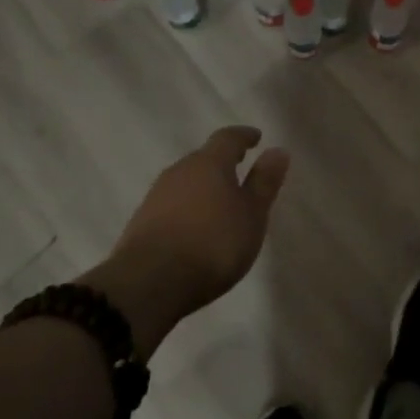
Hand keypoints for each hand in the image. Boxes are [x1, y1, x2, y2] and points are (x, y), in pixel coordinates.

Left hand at [88, 127, 289, 357]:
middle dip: (222, 163)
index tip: (256, 138)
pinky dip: (186, 208)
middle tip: (239, 171)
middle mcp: (180, 171)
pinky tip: (193, 226)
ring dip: (202, 187)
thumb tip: (277, 150)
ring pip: (185, 181)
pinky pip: (171, 204)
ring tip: (218, 203)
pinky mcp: (141, 222)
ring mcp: (156, 195)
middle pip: (203, 158)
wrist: (150, 282)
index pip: (228, 138)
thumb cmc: (213, 243)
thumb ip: (264, 182)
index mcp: (209, 163)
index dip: (244, 136)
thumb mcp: (251, 215)